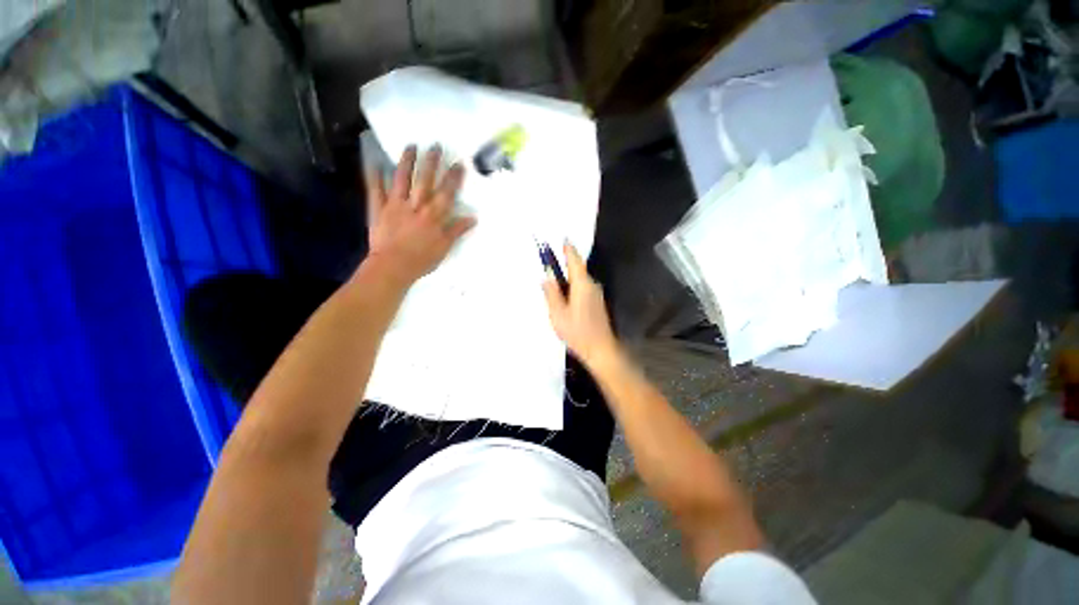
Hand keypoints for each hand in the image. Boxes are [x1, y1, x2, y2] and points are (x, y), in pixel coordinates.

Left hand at [363, 145, 476, 284]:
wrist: (393, 267)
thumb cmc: (422, 259)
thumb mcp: (445, 247)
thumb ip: (457, 230)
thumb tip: (473, 218)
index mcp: (434, 215)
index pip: (447, 192)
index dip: (454, 177)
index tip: (459, 163)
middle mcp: (417, 205)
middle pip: (425, 180)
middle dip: (432, 162)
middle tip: (435, 145)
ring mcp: (396, 204)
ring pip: (402, 179)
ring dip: (407, 162)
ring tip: (411, 146)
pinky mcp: (378, 209)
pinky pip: (375, 190)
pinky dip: (374, 176)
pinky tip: (374, 162)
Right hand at [542, 243, 618, 366]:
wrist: (600, 349)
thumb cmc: (577, 331)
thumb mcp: (558, 313)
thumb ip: (551, 293)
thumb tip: (547, 277)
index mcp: (581, 284)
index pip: (574, 260)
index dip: (568, 249)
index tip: (562, 239)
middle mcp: (591, 285)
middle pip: (577, 269)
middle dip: (565, 263)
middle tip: (550, 260)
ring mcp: (596, 294)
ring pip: (579, 279)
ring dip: (568, 276)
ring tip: (554, 279)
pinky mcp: (596, 302)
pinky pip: (582, 287)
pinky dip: (573, 286)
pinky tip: (564, 295)